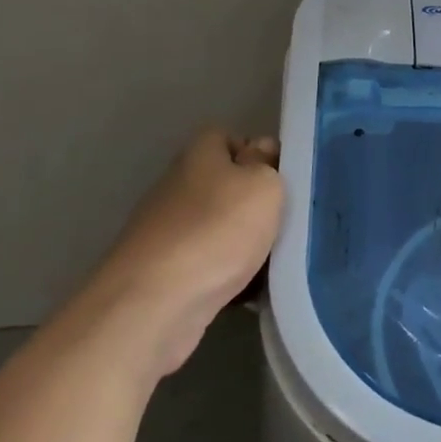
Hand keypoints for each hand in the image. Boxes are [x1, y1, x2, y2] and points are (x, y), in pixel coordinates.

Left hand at [67, 129, 283, 380]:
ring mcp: (168, 230)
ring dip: (246, 241)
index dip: (257, 152)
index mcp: (198, 156)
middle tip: (286, 219)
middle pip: (226, 184)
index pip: (228, 137)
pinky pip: (209, 263)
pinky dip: (229, 273)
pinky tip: (250, 289)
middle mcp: (178, 186)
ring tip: (274, 258)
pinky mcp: (164, 271)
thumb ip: (267, 165)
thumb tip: (260, 152)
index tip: (282, 176)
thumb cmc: (217, 231)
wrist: (154, 304)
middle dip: (255, 203)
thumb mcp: (262, 186)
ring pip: (220, 227)